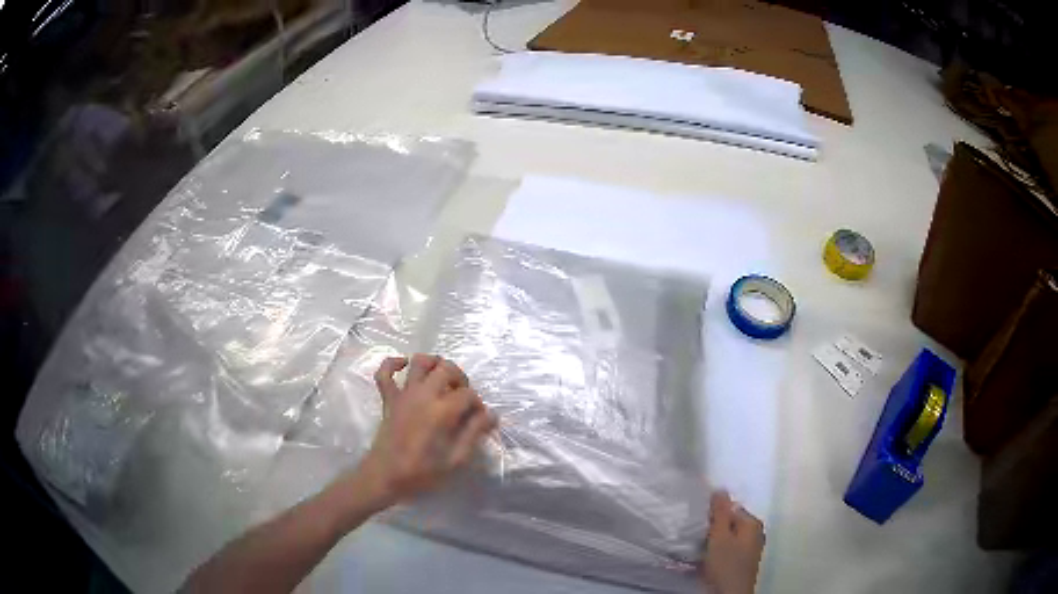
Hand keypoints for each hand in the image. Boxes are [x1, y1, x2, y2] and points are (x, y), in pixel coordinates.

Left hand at [356, 354, 497, 507]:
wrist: (385, 477)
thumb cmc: (422, 473)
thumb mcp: (456, 460)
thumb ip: (474, 434)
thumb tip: (491, 415)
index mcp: (442, 411)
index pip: (468, 394)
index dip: (478, 404)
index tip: (479, 419)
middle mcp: (423, 395)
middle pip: (447, 369)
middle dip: (461, 378)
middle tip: (464, 397)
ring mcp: (403, 394)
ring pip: (419, 362)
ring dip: (434, 363)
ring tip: (443, 377)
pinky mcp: (388, 399)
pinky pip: (384, 372)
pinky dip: (394, 363)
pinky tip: (405, 366)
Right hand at [700, 491, 764, 593]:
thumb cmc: (726, 564)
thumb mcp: (719, 536)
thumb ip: (720, 512)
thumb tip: (721, 489)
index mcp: (753, 523)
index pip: (731, 508)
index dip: (714, 514)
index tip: (698, 523)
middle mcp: (755, 533)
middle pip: (730, 523)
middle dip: (713, 528)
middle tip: (697, 536)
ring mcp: (749, 549)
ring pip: (727, 538)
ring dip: (713, 542)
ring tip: (698, 549)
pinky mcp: (741, 563)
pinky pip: (727, 550)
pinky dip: (716, 553)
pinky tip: (705, 561)